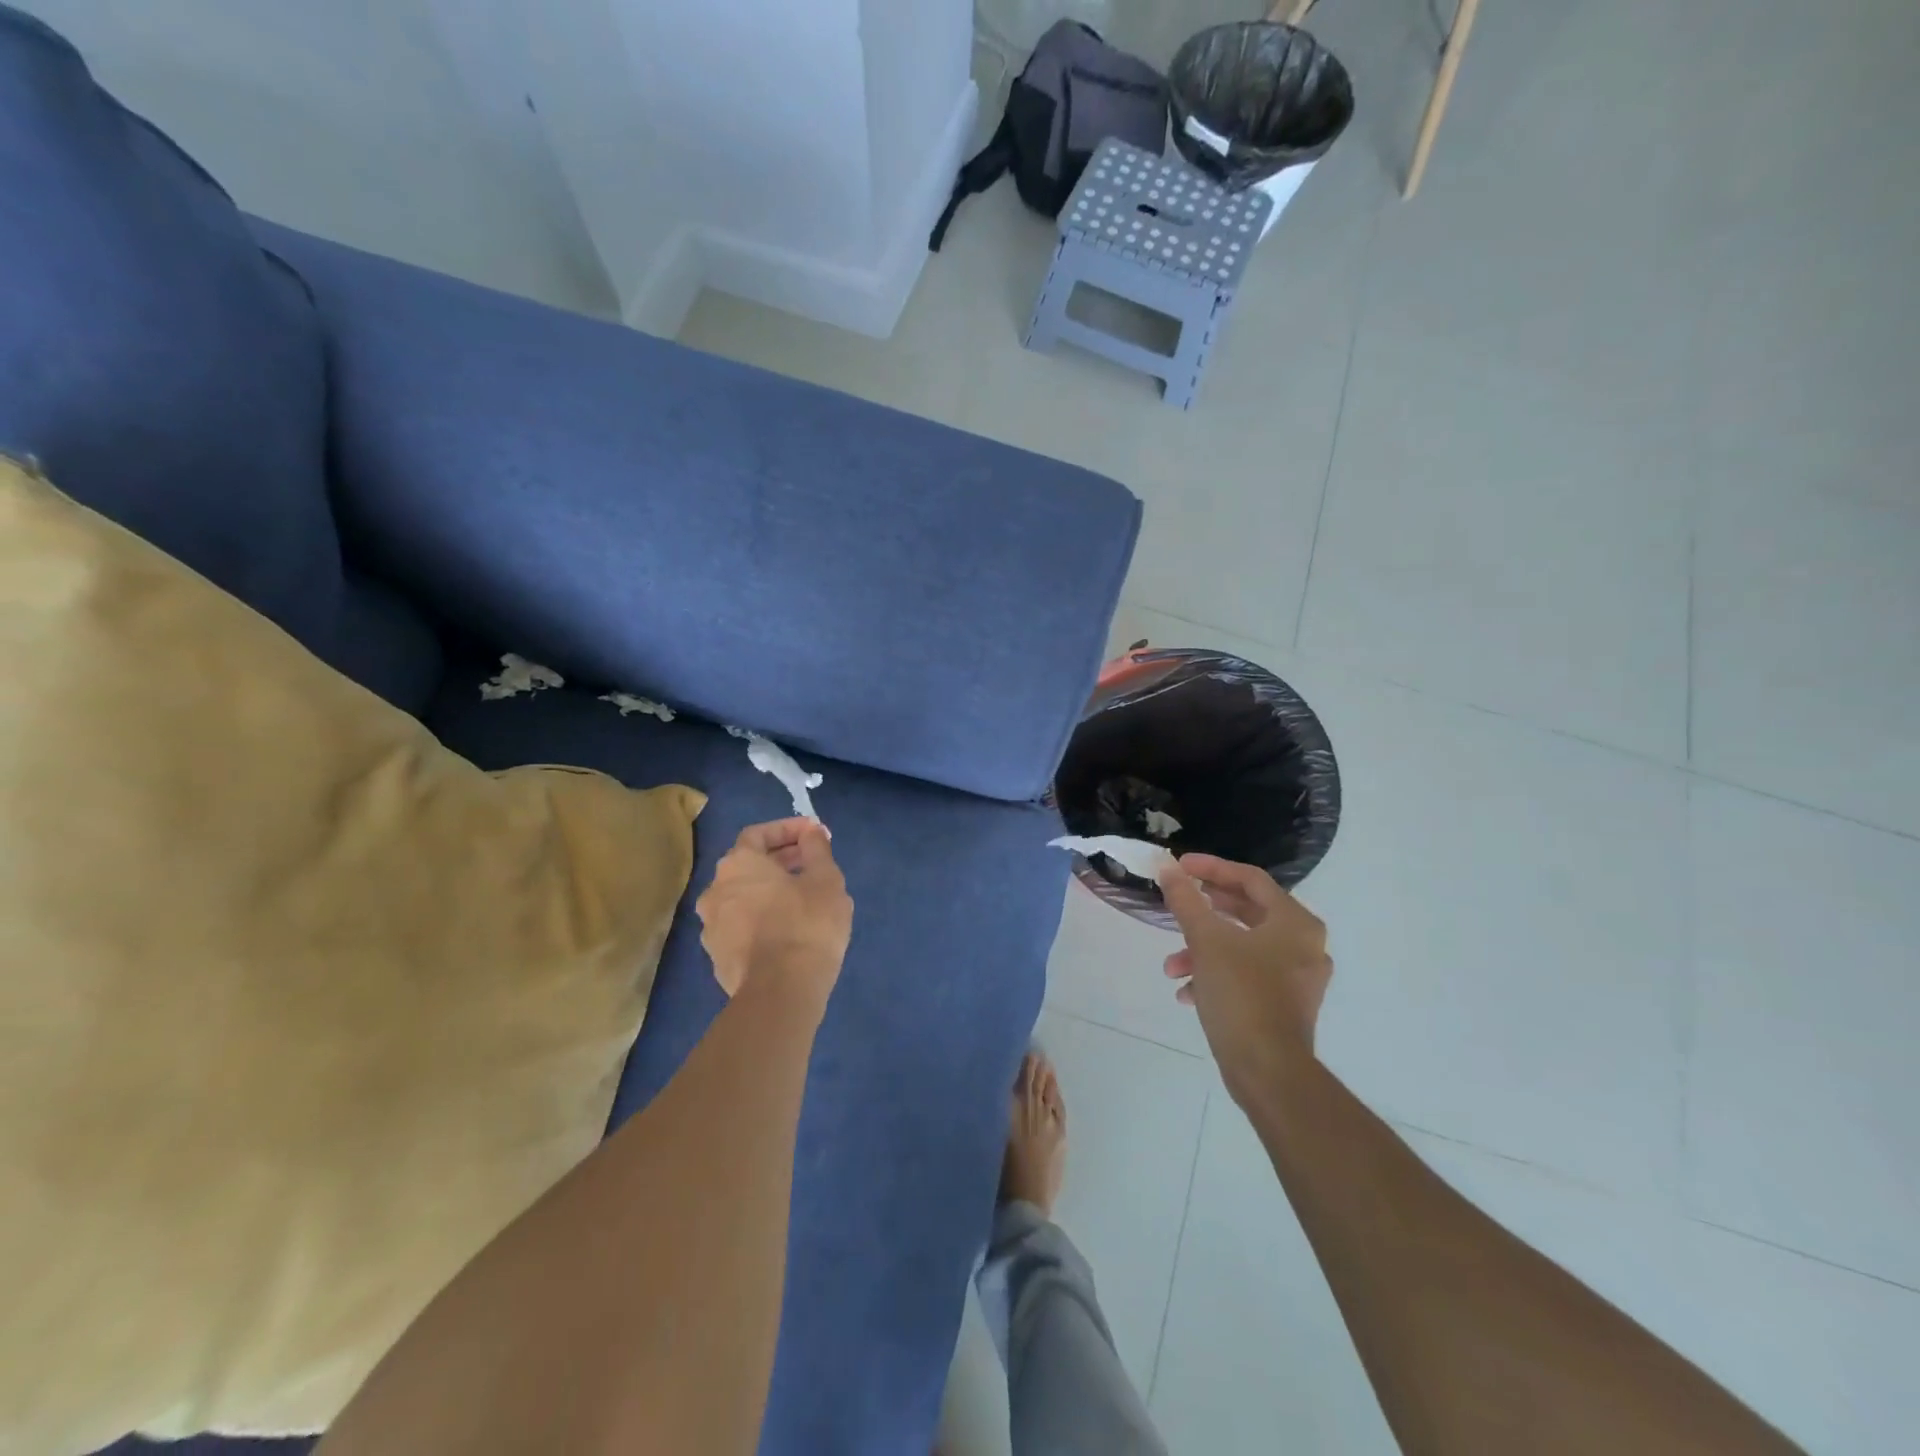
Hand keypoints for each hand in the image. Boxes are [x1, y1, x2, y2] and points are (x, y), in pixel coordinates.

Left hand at [696, 819, 851, 1009]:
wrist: (780, 992)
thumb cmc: (806, 924)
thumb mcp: (825, 879)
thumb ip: (816, 848)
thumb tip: (810, 832)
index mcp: (738, 864)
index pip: (758, 834)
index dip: (788, 830)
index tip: (815, 834)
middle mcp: (715, 890)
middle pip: (747, 865)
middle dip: (780, 859)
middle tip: (811, 863)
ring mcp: (711, 927)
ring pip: (742, 897)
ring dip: (768, 891)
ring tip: (801, 897)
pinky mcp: (717, 959)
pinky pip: (741, 926)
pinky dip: (761, 919)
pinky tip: (786, 930)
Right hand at [1158, 854, 1331, 1100]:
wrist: (1268, 1071)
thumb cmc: (1241, 994)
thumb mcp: (1206, 940)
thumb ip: (1186, 900)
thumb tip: (1167, 868)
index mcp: (1295, 923)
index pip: (1250, 879)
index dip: (1211, 868)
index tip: (1179, 866)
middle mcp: (1304, 945)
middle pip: (1248, 911)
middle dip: (1204, 912)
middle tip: (1178, 903)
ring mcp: (1298, 978)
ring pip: (1242, 947)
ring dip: (1203, 950)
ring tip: (1172, 967)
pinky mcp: (1285, 1005)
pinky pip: (1247, 975)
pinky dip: (1217, 975)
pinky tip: (1188, 993)